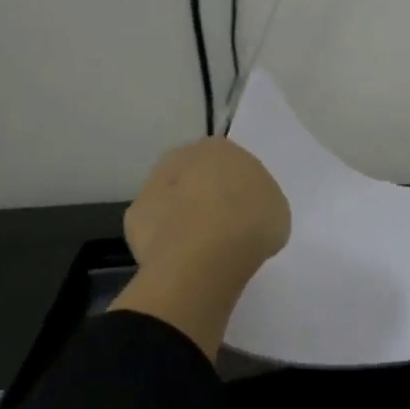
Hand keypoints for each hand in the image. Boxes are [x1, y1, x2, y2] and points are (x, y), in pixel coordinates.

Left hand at [112, 140, 289, 359]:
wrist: (205, 251)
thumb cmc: (251, 221)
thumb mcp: (275, 210)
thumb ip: (257, 203)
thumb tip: (243, 214)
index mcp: (221, 148)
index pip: (228, 163)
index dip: (235, 189)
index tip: (243, 213)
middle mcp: (183, 156)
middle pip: (194, 176)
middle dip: (203, 197)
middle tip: (221, 229)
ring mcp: (153, 184)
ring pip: (171, 200)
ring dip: (181, 218)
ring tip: (201, 250)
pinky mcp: (134, 216)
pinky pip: (155, 229)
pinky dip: (164, 242)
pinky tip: (179, 260)